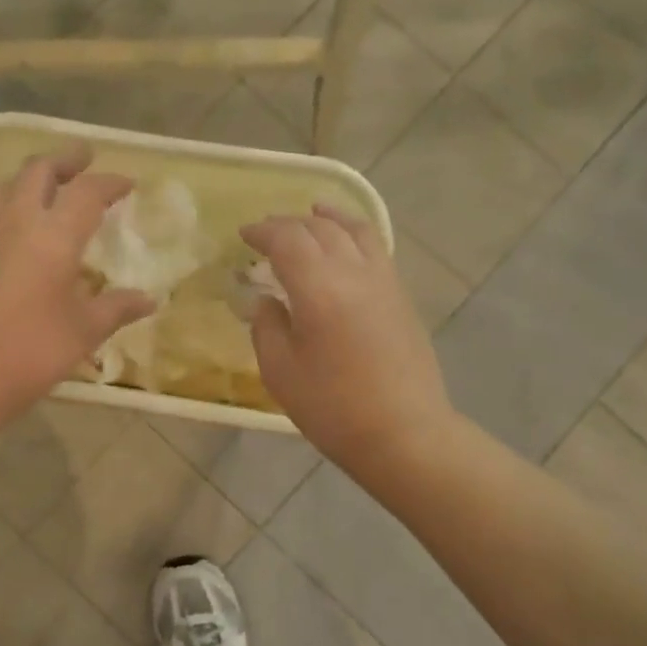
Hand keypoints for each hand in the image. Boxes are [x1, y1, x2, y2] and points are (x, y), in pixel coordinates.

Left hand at [0, 143, 154, 430]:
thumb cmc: (30, 353)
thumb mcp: (83, 332)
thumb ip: (117, 308)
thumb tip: (149, 299)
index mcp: (53, 236)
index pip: (87, 192)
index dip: (110, 182)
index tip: (127, 183)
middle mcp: (15, 222)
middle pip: (38, 170)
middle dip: (65, 160)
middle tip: (83, 159)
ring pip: (3, 185)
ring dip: (28, 177)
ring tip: (43, 186)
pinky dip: (3, 207)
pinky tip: (9, 230)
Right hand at [242, 205, 453, 473]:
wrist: (403, 432)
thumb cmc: (332, 408)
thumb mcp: (280, 372)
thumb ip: (266, 327)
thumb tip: (265, 301)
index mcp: (319, 288)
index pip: (287, 239)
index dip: (262, 231)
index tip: (243, 236)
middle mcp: (354, 272)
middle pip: (319, 227)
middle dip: (288, 223)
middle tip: (266, 233)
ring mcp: (383, 280)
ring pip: (354, 230)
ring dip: (327, 218)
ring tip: (312, 213)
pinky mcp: (400, 295)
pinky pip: (375, 247)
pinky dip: (354, 233)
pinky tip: (345, 243)